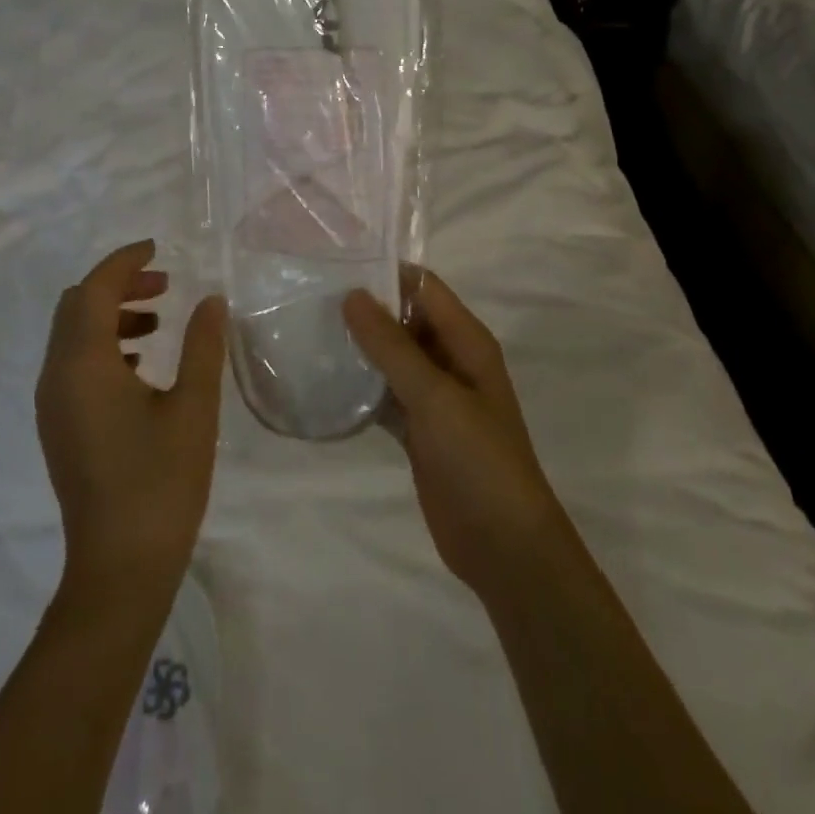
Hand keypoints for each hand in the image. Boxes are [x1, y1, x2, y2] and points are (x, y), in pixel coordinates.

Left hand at [38, 241, 226, 609]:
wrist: (120, 569)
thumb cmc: (160, 482)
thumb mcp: (193, 408)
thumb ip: (203, 345)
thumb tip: (211, 299)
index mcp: (83, 364)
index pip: (94, 289)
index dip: (124, 261)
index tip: (158, 248)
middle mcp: (57, 377)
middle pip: (76, 306)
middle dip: (118, 285)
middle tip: (164, 285)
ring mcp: (52, 405)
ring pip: (73, 335)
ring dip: (111, 315)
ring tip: (158, 321)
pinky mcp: (59, 426)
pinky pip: (73, 363)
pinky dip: (103, 345)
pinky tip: (142, 363)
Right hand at [344, 270, 571, 602]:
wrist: (503, 546)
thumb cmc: (478, 458)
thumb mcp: (434, 395)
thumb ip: (392, 345)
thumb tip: (352, 294)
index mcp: (467, 341)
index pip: (424, 288)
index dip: (386, 274)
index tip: (337, 268)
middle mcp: (452, 360)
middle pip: (406, 320)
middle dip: (366, 310)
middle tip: (312, 300)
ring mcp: (435, 397)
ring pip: (392, 358)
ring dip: (360, 348)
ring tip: (310, 333)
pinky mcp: (419, 429)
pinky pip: (386, 395)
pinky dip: (362, 388)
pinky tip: (325, 383)